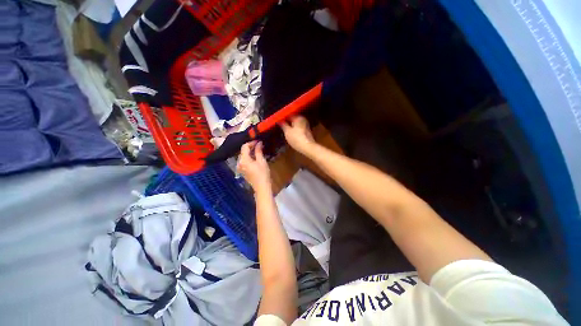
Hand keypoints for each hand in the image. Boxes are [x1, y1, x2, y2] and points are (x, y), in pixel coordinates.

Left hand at [237, 141, 270, 190]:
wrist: (261, 187)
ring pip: (243, 156)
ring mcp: (240, 167)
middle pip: (243, 151)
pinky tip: (255, 157)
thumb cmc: (263, 173)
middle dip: (250, 147)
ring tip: (258, 150)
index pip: (244, 147)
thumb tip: (259, 143)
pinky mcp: (242, 171)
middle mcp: (239, 163)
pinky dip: (249, 157)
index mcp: (243, 160)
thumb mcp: (261, 161)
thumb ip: (258, 151)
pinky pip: (244, 161)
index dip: (251, 142)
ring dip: (249, 152)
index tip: (258, 141)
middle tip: (259, 145)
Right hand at [279, 116, 315, 154]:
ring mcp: (306, 126)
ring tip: (283, 129)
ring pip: (295, 124)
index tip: (276, 120)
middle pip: (293, 119)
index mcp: (298, 117)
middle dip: (286, 121)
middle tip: (279, 125)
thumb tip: (279, 120)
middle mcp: (303, 119)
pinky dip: (294, 130)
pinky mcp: (307, 132)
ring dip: (290, 126)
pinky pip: (298, 128)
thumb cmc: (296, 138)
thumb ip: (283, 125)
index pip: (288, 114)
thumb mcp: (287, 131)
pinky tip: (290, 134)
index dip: (282, 117)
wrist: (308, 148)